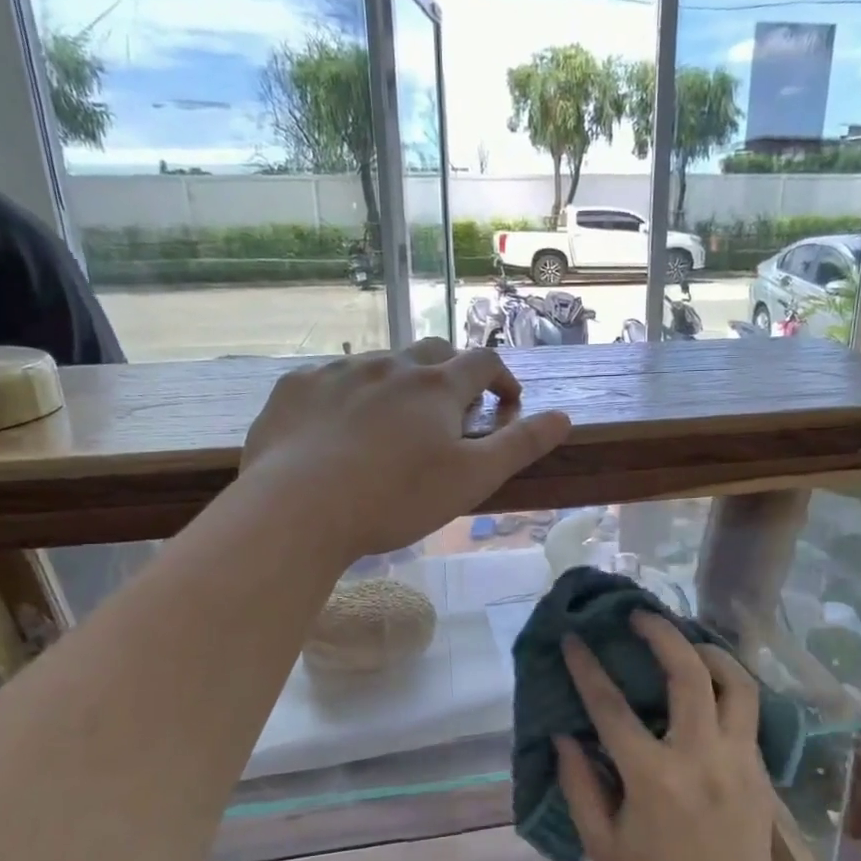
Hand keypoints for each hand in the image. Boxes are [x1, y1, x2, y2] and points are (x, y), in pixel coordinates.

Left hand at [241, 338, 570, 562]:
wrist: (297, 509)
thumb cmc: (395, 498)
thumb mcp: (472, 479)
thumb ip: (520, 445)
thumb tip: (563, 417)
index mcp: (437, 386)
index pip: (484, 363)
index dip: (503, 380)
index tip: (506, 405)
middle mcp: (391, 365)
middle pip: (433, 352)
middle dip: (451, 374)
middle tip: (451, 412)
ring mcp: (339, 371)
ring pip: (381, 363)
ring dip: (399, 383)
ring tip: (394, 424)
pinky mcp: (297, 387)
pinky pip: (332, 379)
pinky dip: (349, 395)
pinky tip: (338, 429)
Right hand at [556, 612, 777, 860]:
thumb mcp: (603, 847)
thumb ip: (580, 785)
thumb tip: (565, 736)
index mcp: (654, 779)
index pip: (612, 708)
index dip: (588, 669)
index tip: (573, 639)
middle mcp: (701, 758)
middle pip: (688, 674)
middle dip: (662, 634)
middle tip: (640, 616)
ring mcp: (738, 760)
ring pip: (736, 682)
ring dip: (709, 651)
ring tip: (686, 640)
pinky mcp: (760, 769)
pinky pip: (747, 710)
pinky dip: (727, 684)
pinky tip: (710, 683)